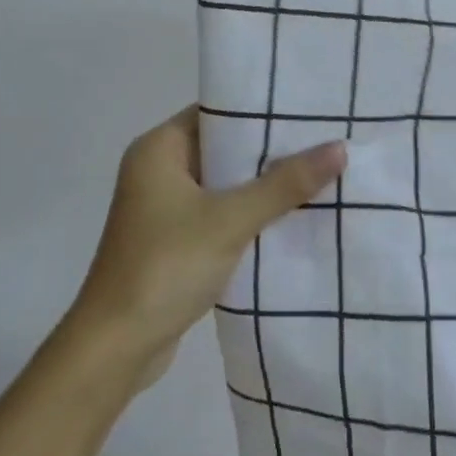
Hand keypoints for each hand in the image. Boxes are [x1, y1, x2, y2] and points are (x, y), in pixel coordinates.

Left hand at [70, 106, 345, 388]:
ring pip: (224, 184)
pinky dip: (250, 214)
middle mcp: (158, 170)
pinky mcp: (174, 240)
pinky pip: (220, 213)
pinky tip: (292, 216)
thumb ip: (284, 184)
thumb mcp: (230, 220)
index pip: (217, 112)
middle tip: (325, 140)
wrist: (116, 346)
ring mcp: (164, 207)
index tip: (308, 108)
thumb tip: (339, 148)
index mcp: (158, 149)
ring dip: (263, 185)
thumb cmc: (166, 266)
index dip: (261, 109)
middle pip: (223, 147)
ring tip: (320, 174)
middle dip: (270, 150)